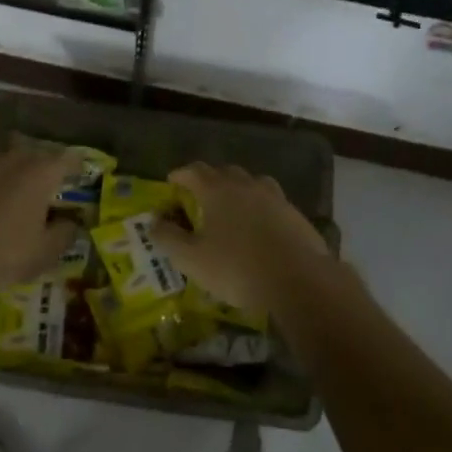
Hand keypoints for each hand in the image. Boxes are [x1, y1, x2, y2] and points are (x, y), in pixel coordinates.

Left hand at [0, 140, 81, 292]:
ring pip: (2, 151)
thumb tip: (70, 222)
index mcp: (41, 173)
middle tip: (44, 186)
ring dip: (10, 163)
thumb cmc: (2, 254)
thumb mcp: (44, 253)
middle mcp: (13, 157)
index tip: (79, 176)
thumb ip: (65, 233)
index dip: (77, 166)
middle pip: (35, 151)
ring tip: (9, 184)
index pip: (68, 158)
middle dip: (42, 164)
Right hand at [153, 163, 340, 318]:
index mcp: (217, 190)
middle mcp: (246, 185)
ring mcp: (274, 197)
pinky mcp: (294, 214)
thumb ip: (168, 238)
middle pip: (224, 172)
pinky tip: (259, 225)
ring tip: (231, 205)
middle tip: (199, 194)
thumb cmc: (236, 268)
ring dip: (237, 189)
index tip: (172, 181)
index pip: (194, 171)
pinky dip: (259, 206)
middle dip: (209, 179)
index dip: (180, 175)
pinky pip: (271, 201)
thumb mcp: (191, 259)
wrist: (298, 280)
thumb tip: (154, 221)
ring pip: (251, 183)